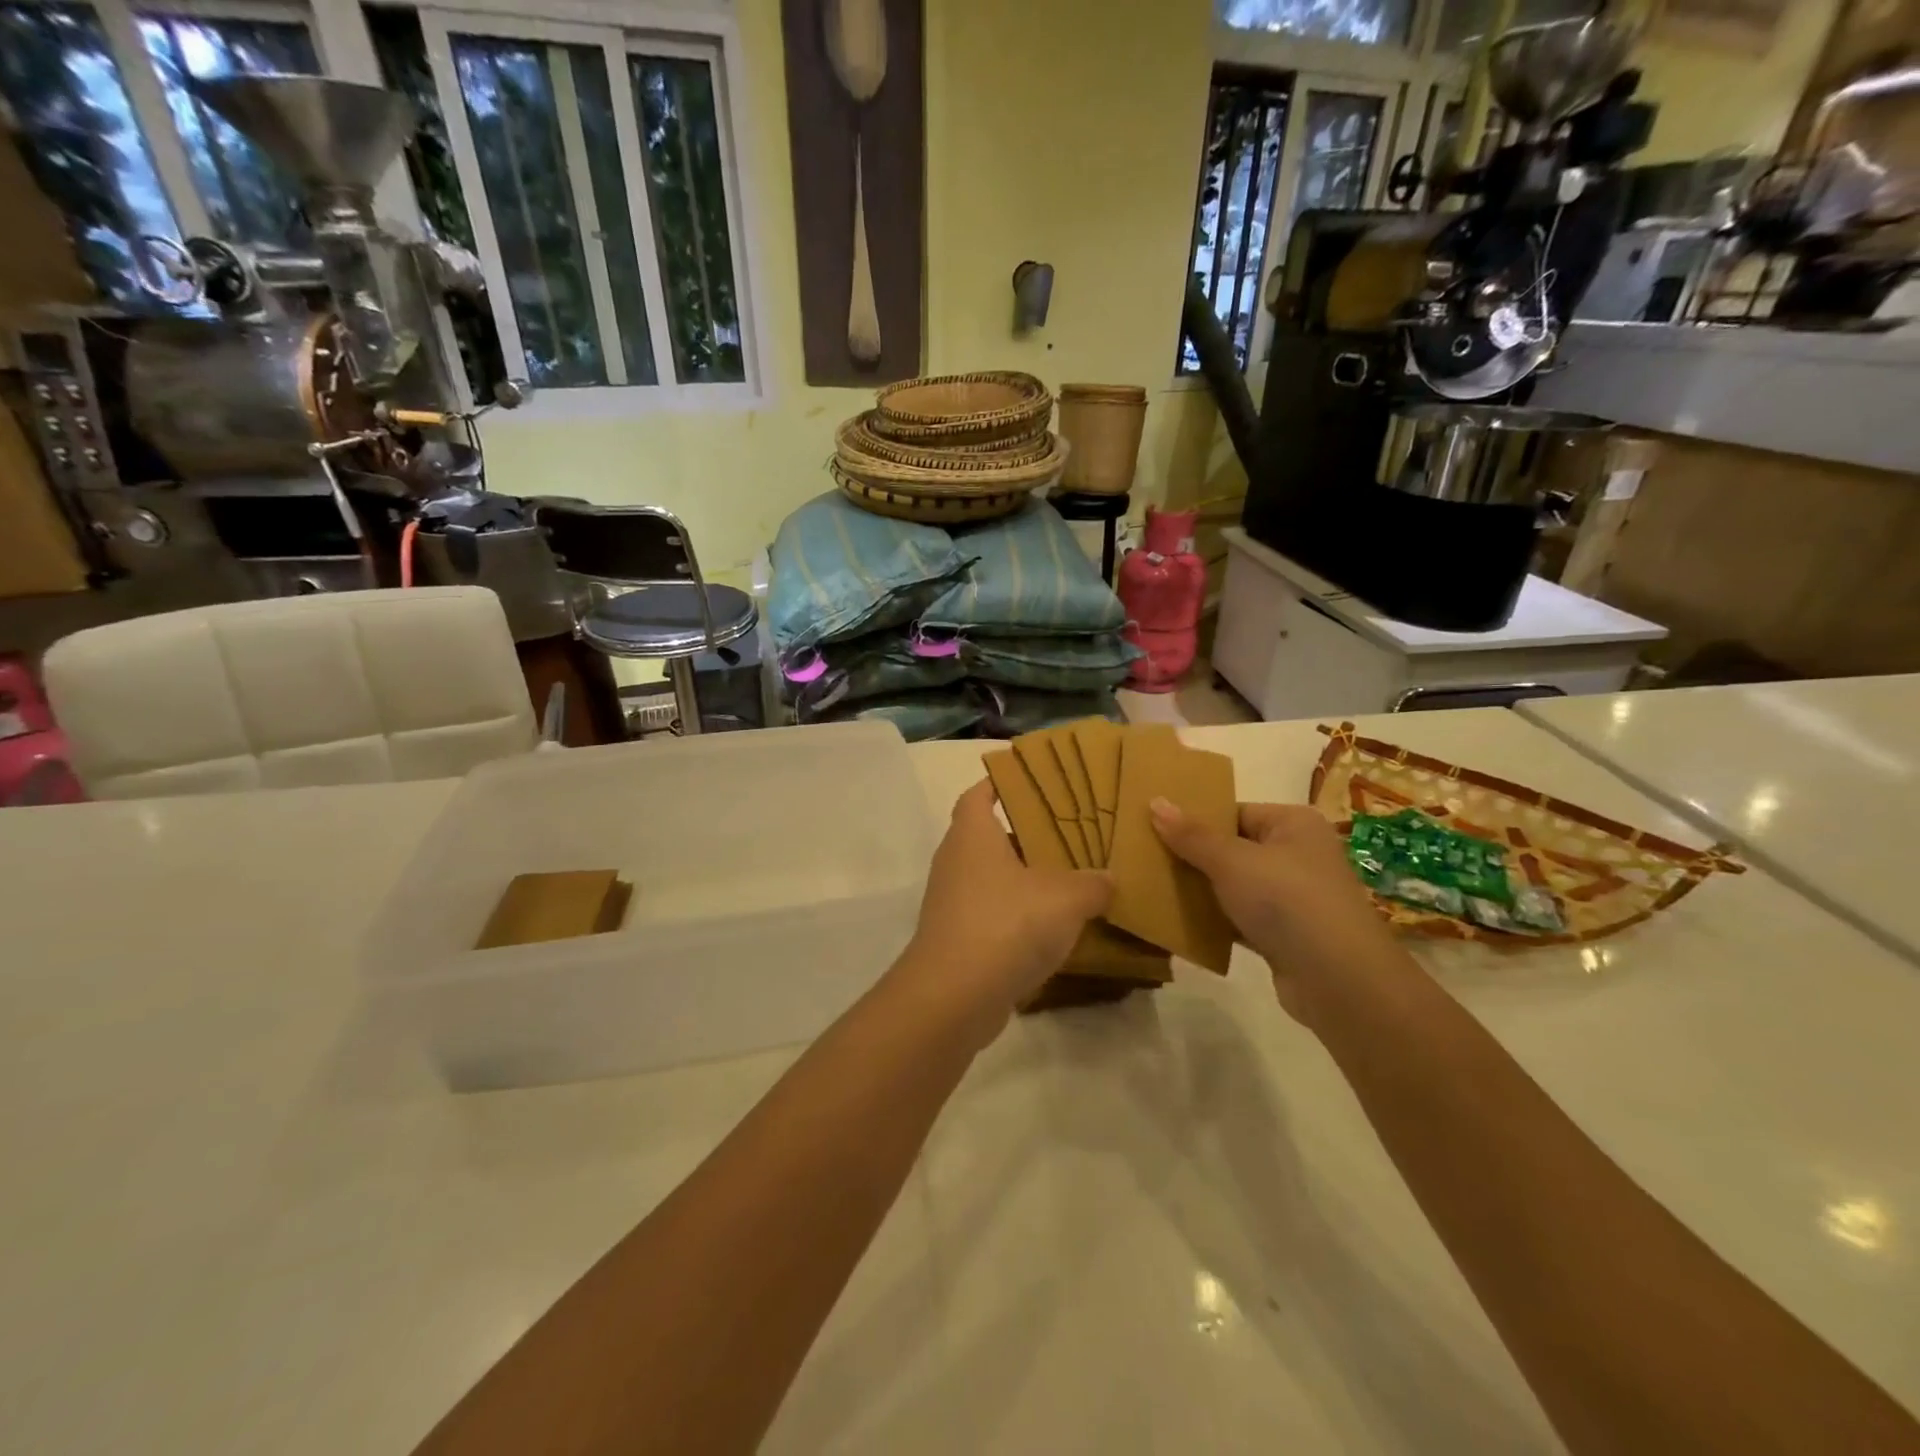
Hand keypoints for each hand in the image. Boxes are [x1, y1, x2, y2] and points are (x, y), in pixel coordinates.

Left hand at [894, 779, 1111, 1036]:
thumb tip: (1107, 878)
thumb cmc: (1007, 924)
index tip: (1030, 781)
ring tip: (1070, 881)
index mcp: (972, 834)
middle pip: (989, 837)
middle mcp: (956, 861)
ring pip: (993, 879)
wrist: (954, 996)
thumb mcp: (1066, 898)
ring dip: (1025, 880)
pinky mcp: (958, 939)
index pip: (979, 794)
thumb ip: (1092, 883)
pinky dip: (1018, 917)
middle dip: (1026, 836)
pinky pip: (993, 915)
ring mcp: (952, 902)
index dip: (1000, 783)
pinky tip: (1053, 929)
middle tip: (1069, 834)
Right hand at [1151, 800, 1411, 1023]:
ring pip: (1235, 886)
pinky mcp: (1286, 935)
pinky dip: (1216, 921)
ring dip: (1202, 890)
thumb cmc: (1287, 902)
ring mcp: (1294, 897)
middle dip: (1193, 856)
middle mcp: (1298, 854)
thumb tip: (1155, 801)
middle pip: (1233, 848)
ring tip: (1154, 888)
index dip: (1196, 820)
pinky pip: (1240, 919)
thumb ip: (1191, 835)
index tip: (1154, 829)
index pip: (1235, 812)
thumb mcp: (1232, 861)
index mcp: (1293, 824)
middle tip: (1147, 858)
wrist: (1340, 981)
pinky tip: (1180, 923)